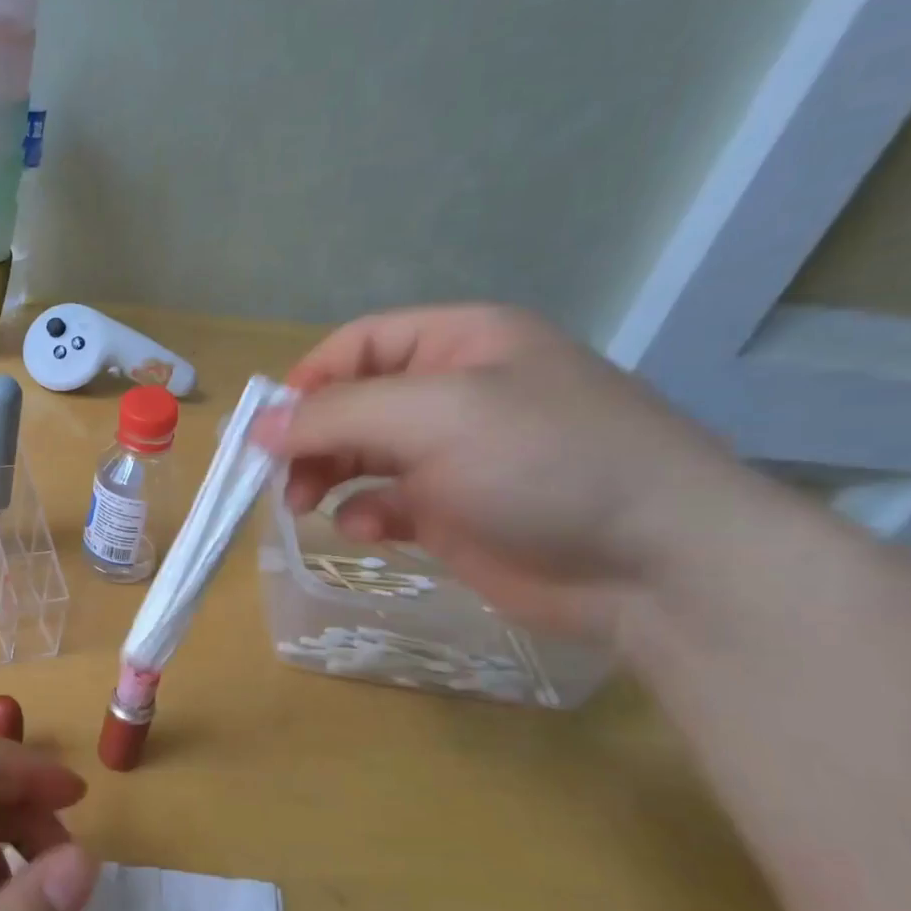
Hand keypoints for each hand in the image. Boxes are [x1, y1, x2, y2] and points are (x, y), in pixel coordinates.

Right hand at [258, 305, 764, 642]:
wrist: (653, 566)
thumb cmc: (544, 463)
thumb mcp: (436, 416)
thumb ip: (337, 415)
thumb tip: (257, 425)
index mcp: (459, 344)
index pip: (357, 345)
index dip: (306, 381)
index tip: (266, 429)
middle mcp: (453, 393)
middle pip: (352, 403)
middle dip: (310, 438)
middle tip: (280, 479)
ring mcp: (454, 457)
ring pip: (360, 455)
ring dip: (326, 477)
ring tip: (306, 506)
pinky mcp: (454, 513)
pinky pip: (385, 503)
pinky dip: (364, 514)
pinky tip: (367, 531)